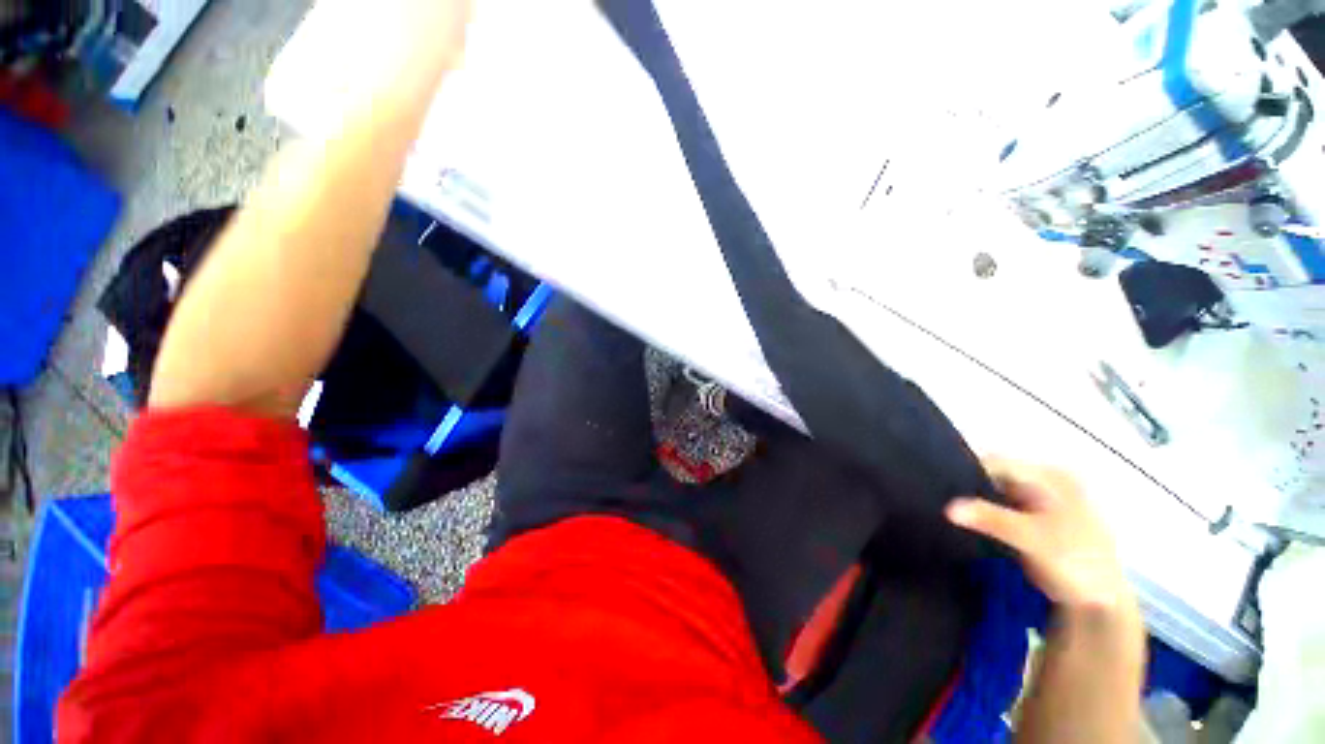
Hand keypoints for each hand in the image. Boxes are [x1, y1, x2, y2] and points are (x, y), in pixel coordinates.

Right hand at [946, 458, 1138, 617]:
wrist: (1102, 606)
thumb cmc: (1074, 563)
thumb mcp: (1031, 539)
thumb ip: (990, 519)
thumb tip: (947, 508)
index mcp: (1052, 477)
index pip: (997, 462)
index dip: (968, 471)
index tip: (941, 487)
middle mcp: (1048, 482)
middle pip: (997, 476)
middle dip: (971, 488)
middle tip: (944, 502)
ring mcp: (1045, 502)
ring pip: (998, 493)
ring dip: (978, 503)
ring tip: (953, 514)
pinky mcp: (1038, 521)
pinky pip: (1003, 508)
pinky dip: (987, 514)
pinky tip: (973, 526)